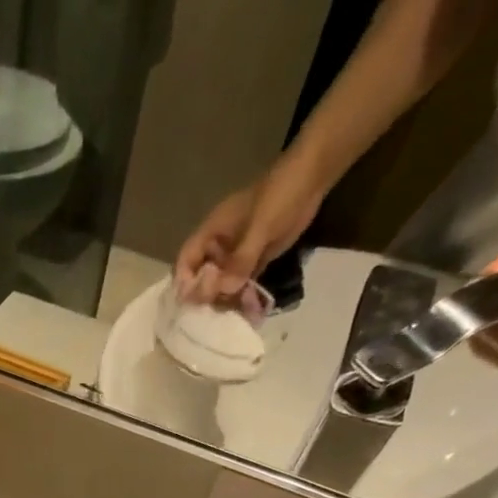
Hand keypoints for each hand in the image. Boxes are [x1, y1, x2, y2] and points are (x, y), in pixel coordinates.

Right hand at [174, 160, 322, 304]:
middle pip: (201, 278)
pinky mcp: (253, 262)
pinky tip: (248, 313)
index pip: (186, 261)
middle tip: (213, 315)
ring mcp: (236, 256)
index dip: (184, 282)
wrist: (312, 179)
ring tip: (231, 319)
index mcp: (212, 233)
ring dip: (224, 302)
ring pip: (221, 285)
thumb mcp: (260, 225)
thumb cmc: (280, 193)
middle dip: (205, 298)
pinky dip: (242, 298)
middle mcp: (219, 248)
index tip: (191, 301)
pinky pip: (241, 285)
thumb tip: (224, 289)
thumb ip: (241, 258)